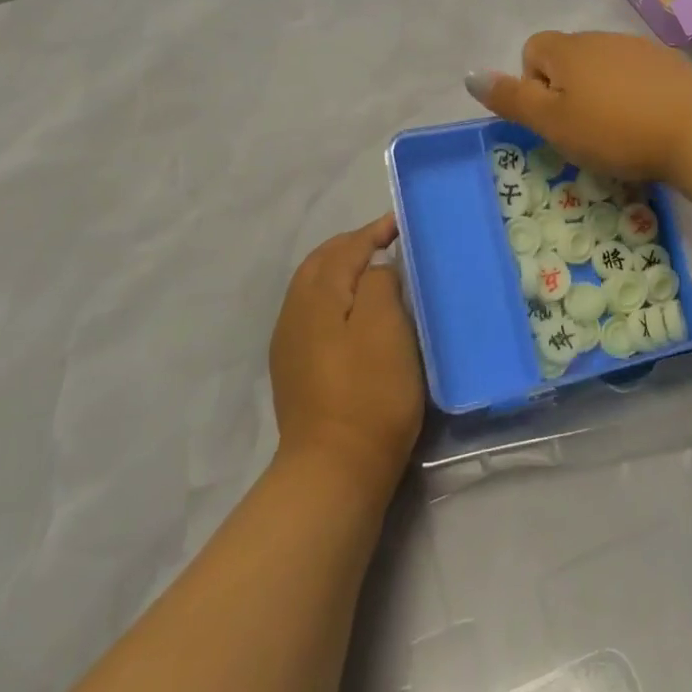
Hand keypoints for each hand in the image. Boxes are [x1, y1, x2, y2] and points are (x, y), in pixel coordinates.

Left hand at [268, 214, 423, 495]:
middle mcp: (294, 311)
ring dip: (342, 271)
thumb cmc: (369, 392)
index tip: (401, 223)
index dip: (373, 231)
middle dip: (352, 246)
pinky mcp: (294, 369)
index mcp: (316, 295)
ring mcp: (289, 343)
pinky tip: (356, 313)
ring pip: (314, 288)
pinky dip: (336, 297)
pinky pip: (314, 313)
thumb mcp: (386, 326)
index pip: (345, 248)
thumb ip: (380, 282)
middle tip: (387, 241)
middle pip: (321, 263)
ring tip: (376, 270)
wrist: (334, 469)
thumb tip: (375, 269)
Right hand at [466, 30, 691, 181]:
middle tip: (584, 131)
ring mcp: (639, 47)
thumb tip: (470, 75)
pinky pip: (636, 75)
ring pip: (603, 67)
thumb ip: (511, 99)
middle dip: (568, 91)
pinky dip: (633, 94)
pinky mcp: (670, 63)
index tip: (555, 118)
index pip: (532, 51)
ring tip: (618, 131)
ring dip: (601, 93)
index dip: (534, 85)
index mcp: (568, 50)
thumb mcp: (552, 123)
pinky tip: (648, 122)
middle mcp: (601, 38)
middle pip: (568, 59)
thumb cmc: (614, 131)